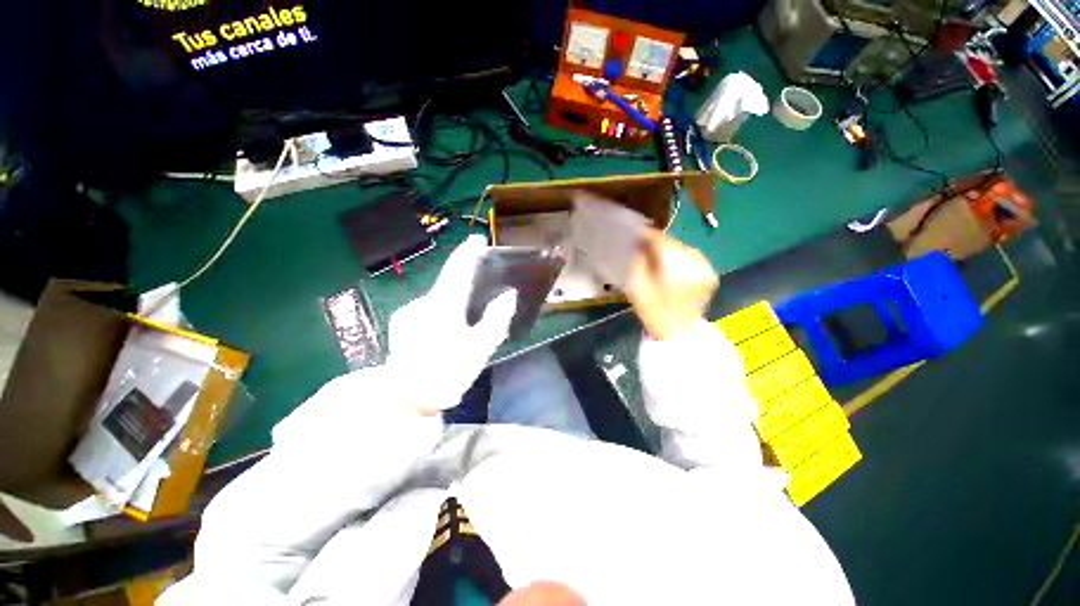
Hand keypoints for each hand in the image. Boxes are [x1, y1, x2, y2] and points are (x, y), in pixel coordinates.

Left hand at [387, 235, 516, 414]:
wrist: (407, 398)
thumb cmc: (448, 372)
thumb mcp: (481, 348)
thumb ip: (497, 319)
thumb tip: (509, 295)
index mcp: (443, 306)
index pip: (458, 270)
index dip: (469, 252)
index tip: (477, 238)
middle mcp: (422, 303)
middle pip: (448, 285)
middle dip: (463, 287)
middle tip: (478, 303)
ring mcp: (408, 312)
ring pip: (438, 300)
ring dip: (451, 306)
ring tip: (461, 330)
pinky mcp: (401, 323)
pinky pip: (427, 310)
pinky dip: (439, 315)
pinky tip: (443, 336)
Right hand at [625, 230, 717, 340]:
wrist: (678, 332)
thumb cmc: (653, 310)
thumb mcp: (636, 285)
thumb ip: (637, 260)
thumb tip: (639, 242)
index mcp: (675, 266)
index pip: (660, 240)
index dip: (647, 235)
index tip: (636, 236)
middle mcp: (695, 262)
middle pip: (673, 243)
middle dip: (659, 243)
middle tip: (645, 247)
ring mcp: (706, 268)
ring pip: (684, 248)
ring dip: (670, 250)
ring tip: (659, 258)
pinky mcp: (711, 274)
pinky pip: (693, 258)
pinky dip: (682, 258)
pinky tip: (673, 267)